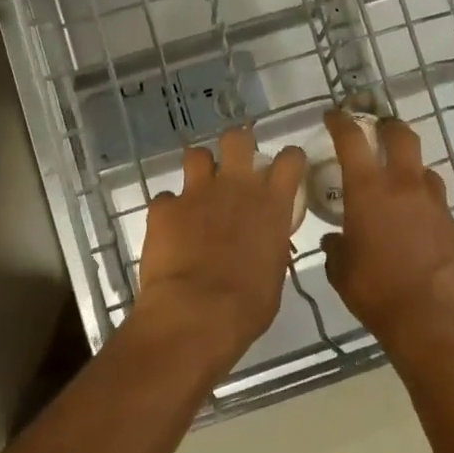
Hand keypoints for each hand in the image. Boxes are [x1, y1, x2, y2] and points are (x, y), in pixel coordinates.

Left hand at [134, 127, 307, 381]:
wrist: (196, 313)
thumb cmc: (247, 305)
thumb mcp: (274, 272)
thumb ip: (270, 244)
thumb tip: (263, 243)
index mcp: (271, 204)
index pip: (289, 160)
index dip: (288, 159)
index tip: (285, 167)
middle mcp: (235, 187)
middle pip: (237, 139)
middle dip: (236, 144)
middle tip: (235, 163)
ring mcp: (196, 192)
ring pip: (196, 155)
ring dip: (199, 169)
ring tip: (198, 189)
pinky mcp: (163, 207)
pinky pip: (165, 198)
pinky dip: (168, 210)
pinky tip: (169, 228)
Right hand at [321, 110, 453, 350]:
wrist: (434, 324)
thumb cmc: (376, 292)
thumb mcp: (341, 270)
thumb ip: (336, 247)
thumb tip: (335, 240)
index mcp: (368, 191)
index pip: (352, 139)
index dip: (341, 122)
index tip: (334, 115)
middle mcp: (404, 187)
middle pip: (402, 137)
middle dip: (389, 126)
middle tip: (379, 129)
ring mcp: (436, 206)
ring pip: (425, 171)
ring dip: (411, 170)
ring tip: (400, 185)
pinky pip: (439, 207)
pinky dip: (426, 208)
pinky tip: (419, 230)